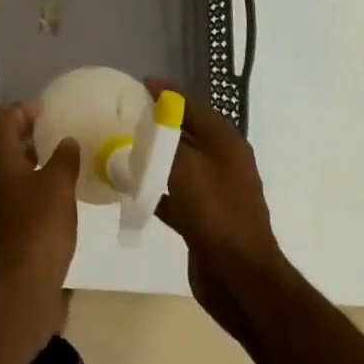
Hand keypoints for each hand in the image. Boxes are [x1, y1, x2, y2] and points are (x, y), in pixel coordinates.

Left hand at [0, 102, 79, 337]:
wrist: (18, 290)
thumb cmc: (38, 228)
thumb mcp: (59, 186)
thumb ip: (64, 158)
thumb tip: (66, 141)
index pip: (3, 120)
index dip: (23, 109)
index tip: (47, 109)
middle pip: (0, 142)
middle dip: (23, 132)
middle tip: (51, 129)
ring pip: (6, 168)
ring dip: (26, 158)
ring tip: (55, 158)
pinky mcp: (0, 228)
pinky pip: (12, 192)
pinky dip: (28, 182)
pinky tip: (52, 193)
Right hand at [145, 80, 284, 343]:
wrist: (241, 279)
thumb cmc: (216, 214)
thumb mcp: (187, 168)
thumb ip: (166, 141)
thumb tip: (150, 122)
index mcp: (225, 142)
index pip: (192, 106)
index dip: (167, 93)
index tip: (139, 84)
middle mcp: (223, 161)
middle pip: (186, 132)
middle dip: (157, 123)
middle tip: (124, 115)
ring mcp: (214, 191)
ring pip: (178, 163)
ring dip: (154, 156)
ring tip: (121, 146)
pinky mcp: (203, 218)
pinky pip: (174, 193)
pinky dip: (154, 188)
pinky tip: (130, 188)